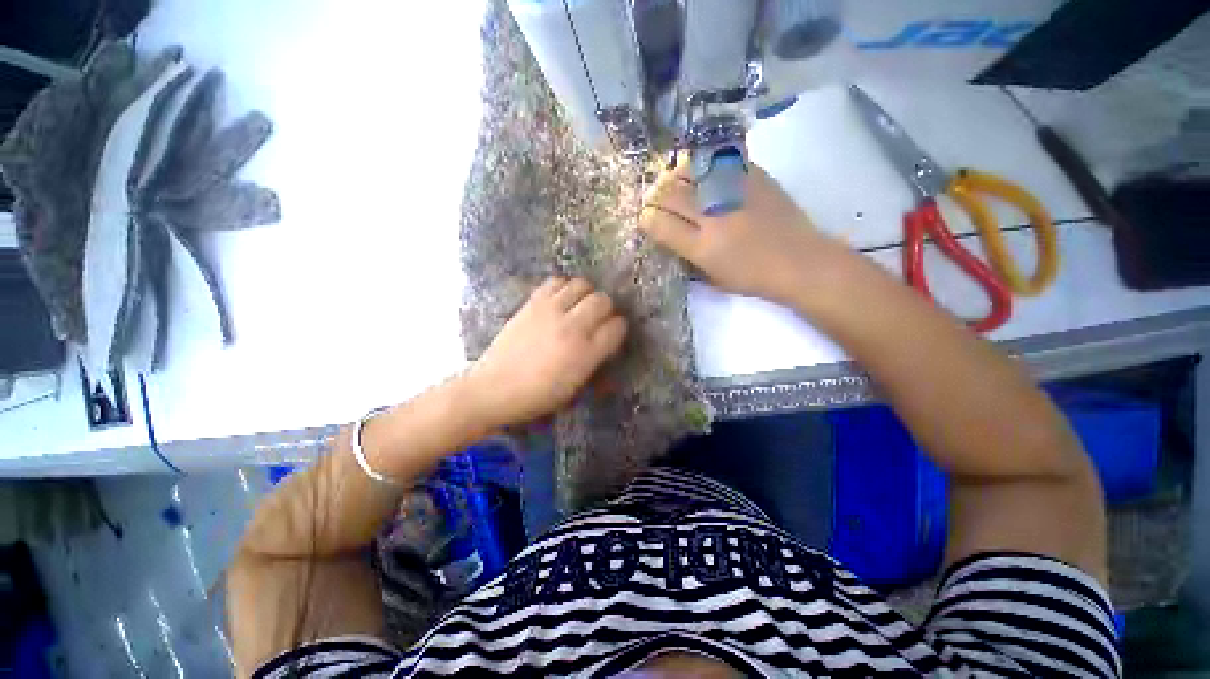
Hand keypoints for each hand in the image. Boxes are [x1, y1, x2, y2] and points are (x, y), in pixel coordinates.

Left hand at [464, 277, 627, 428]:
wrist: (495, 388)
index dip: (618, 328)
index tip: (612, 333)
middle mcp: (572, 327)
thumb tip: (604, 338)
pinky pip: (556, 282)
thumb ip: (594, 358)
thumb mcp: (576, 385)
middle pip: (603, 300)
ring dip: (586, 294)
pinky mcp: (532, 303)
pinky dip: (564, 287)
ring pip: (582, 285)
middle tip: (597, 319)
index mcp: (586, 353)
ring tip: (579, 306)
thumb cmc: (538, 395)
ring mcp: (551, 311)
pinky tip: (560, 300)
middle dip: (606, 308)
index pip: (617, 326)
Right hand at [640, 160, 835, 303]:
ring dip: (673, 177)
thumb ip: (685, 254)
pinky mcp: (752, 174)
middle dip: (654, 196)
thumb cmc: (752, 277)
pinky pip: (716, 160)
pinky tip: (699, 172)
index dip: (646, 219)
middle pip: (668, 194)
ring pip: (688, 171)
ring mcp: (733, 191)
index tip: (647, 220)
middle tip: (656, 200)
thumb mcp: (711, 277)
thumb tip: (666, 232)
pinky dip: (700, 165)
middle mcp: (713, 216)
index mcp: (702, 247)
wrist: (799, 260)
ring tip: (674, 184)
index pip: (658, 224)